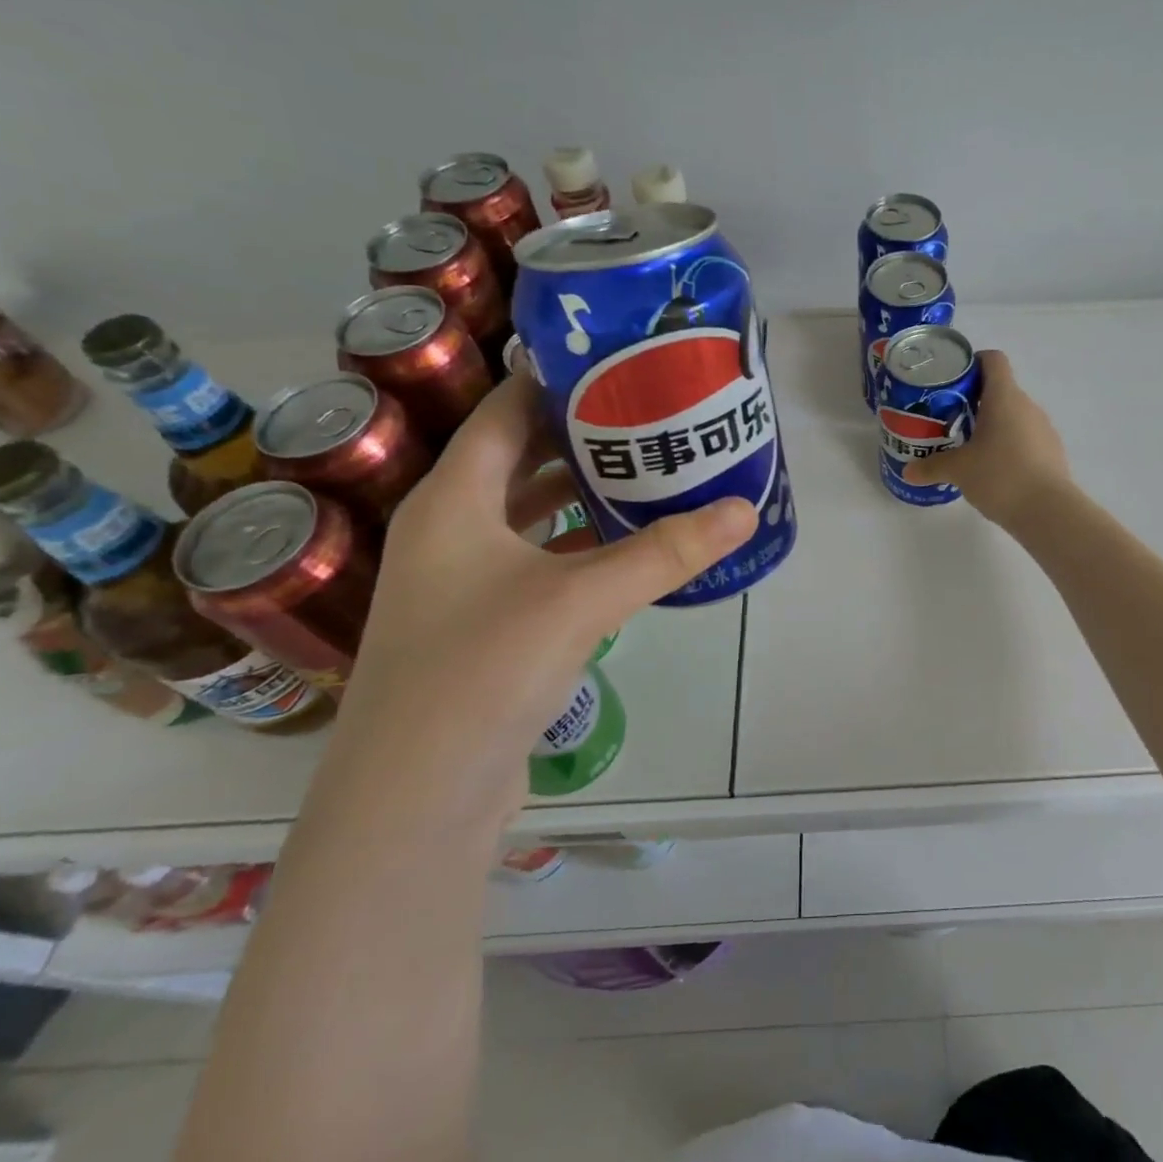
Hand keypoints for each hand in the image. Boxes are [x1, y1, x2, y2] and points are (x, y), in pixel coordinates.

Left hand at [319, 377, 756, 829]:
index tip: (622, 362)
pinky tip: (629, 546)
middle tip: (656, 414)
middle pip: (522, 458)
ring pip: (532, 512)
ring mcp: (463, 581)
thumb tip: (745, 510)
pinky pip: (540, 559)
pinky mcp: (485, 623)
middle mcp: (450, 529)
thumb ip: (666, 552)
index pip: (506, 411)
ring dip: (585, 492)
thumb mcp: (582, 599)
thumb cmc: (482, 671)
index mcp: (453, 500)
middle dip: (586, 436)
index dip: (558, 380)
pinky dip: (581, 544)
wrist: (417, 798)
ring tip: (652, 471)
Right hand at [901, 350, 1070, 531]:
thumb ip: (932, 467)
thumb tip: (908, 471)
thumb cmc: (1000, 476)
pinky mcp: (1052, 452)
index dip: (973, 363)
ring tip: (970, 448)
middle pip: (1000, 390)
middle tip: (950, 420)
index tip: (953, 381)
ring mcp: (1043, 429)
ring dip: (993, 425)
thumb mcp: (958, 470)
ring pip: (1013, 416)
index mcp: (1004, 397)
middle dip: (975, 402)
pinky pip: (1025, 439)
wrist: (1049, 511)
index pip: (993, 360)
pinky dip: (1009, 446)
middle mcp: (1027, 406)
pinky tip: (994, 470)